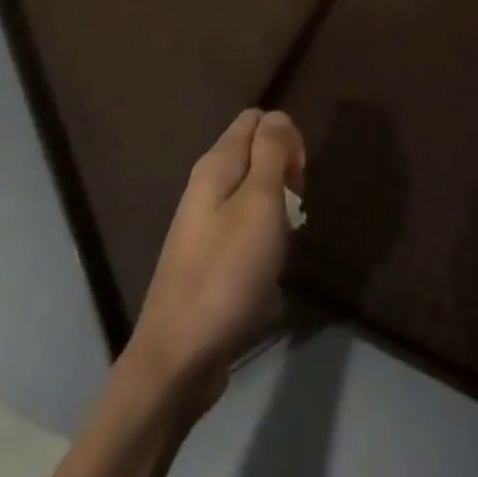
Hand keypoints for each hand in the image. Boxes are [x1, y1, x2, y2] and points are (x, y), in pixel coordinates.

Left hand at [119, 109, 304, 413]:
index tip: (299, 175)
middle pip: (255, 153)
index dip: (286, 135)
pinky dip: (265, 236)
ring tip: (286, 239)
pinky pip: (245, 227)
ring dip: (278, 207)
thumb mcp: (260, 203)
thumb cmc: (226, 273)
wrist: (178, 359)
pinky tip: (270, 264)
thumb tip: (278, 117)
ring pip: (253, 192)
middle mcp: (206, 188)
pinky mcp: (209, 259)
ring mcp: (204, 225)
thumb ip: (271, 153)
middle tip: (297, 207)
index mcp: (215, 166)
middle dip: (285, 170)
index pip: (254, 120)